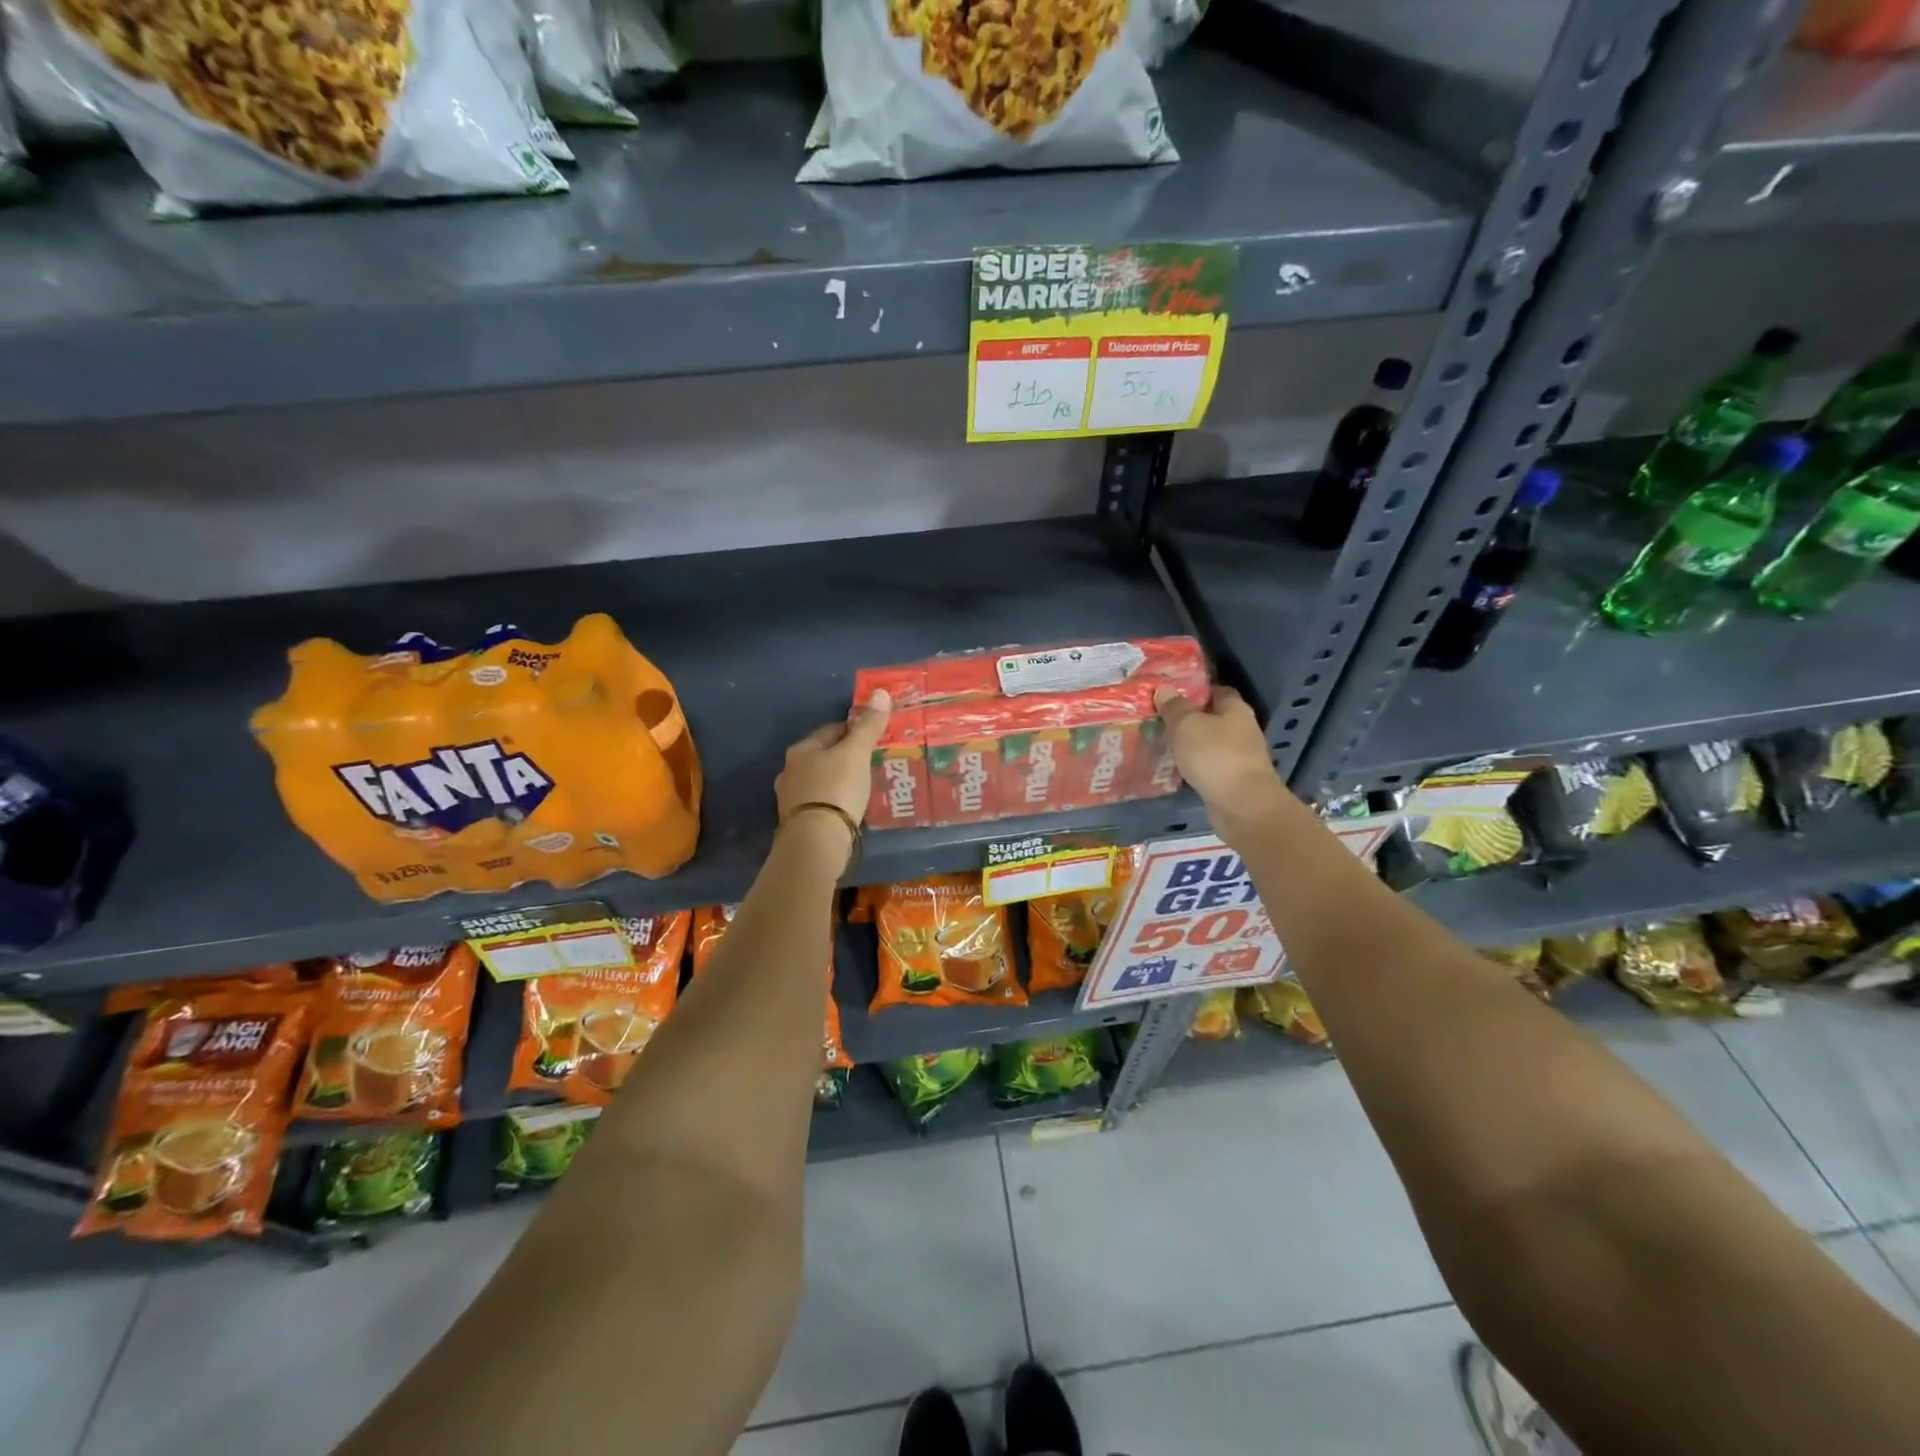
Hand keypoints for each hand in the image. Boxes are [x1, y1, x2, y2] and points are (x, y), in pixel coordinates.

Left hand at [776, 690, 892, 824]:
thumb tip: (881, 692)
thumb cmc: (837, 788)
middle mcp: (790, 770)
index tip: (874, 737)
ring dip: (838, 780)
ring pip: (820, 780)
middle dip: (845, 757)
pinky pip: (820, 803)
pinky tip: (848, 808)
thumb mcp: (857, 753)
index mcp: (801, 749)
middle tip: (871, 763)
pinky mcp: (797, 821)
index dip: (854, 730)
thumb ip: (868, 725)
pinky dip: (834, 801)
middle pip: (823, 756)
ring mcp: (790, 798)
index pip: (831, 730)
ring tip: (862, 786)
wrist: (816, 839)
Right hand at [1153, 685, 1288, 820]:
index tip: (1170, 694)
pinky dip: (1193, 765)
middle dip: (1189, 718)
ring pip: (1209, 743)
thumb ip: (1174, 707)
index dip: (1195, 690)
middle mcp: (1242, 730)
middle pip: (1213, 718)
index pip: (1217, 691)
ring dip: (1190, 744)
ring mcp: (1239, 757)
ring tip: (1160, 742)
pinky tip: (1174, 767)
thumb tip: (1164, 689)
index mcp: (1236, 709)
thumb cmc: (1215, 756)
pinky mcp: (1233, 781)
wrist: (1242, 806)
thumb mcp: (1187, 725)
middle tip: (1159, 719)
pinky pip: (1208, 766)